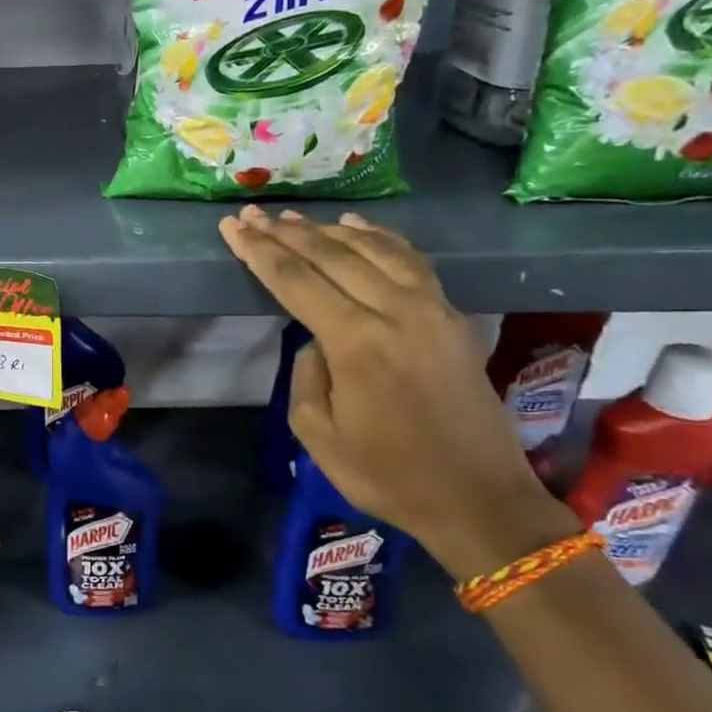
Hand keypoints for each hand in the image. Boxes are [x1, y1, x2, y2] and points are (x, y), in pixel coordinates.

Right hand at [220, 207, 576, 577]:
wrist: (478, 498)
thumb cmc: (388, 475)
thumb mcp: (319, 436)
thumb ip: (306, 376)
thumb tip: (315, 340)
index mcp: (356, 342)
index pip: (295, 280)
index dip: (259, 251)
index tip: (233, 226)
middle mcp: (396, 312)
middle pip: (331, 256)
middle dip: (286, 233)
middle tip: (253, 214)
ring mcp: (431, 309)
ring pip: (373, 250)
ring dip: (329, 231)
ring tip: (295, 219)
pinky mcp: (452, 317)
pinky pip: (411, 261)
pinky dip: (381, 239)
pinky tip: (358, 229)